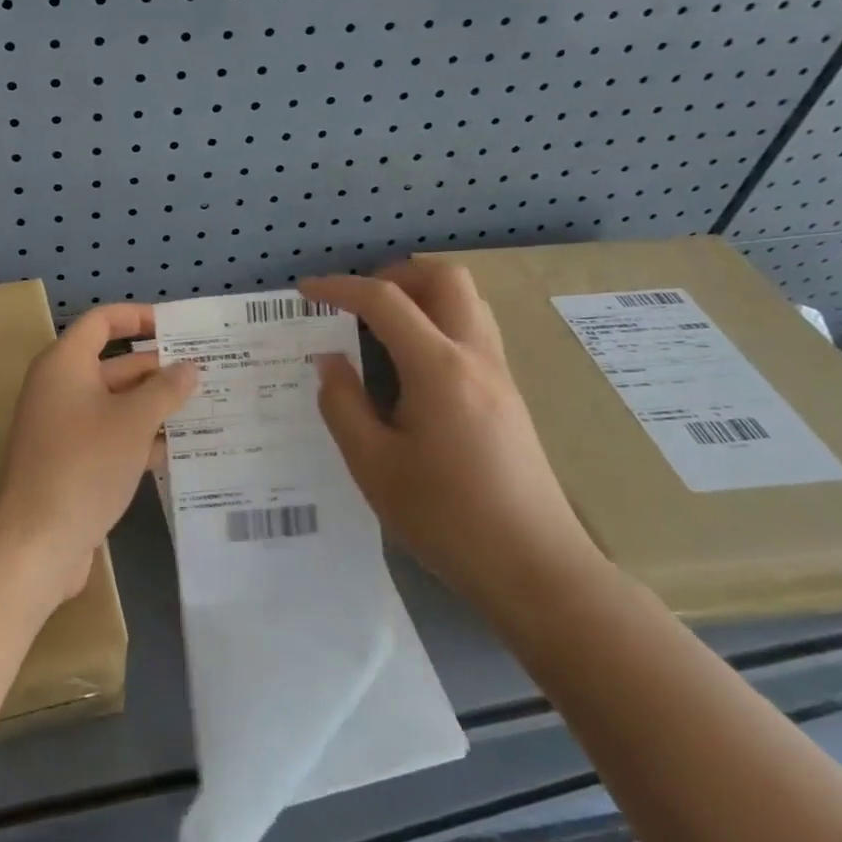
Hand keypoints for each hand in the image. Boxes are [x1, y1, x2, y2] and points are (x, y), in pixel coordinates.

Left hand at [0, 304, 197, 610]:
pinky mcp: (73, 460)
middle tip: (208, 371)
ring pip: (118, 403)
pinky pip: (112, 435)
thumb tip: (189, 368)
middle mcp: (62, 388)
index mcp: (65, 364)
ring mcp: (66, 427)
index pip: (102, 321)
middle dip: (159, 368)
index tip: (178, 326)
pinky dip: (142, 437)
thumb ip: (165, 390)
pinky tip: (181, 449)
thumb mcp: (133, 422)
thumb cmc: (85, 465)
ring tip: (207, 407)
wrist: (38, 541)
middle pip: (115, 364)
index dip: (139, 317)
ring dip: (156, 406)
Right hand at [298, 263, 607, 618]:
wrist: (535, 567)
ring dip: (422, 294)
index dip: (340, 287)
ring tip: (381, 324)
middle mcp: (476, 357)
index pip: (385, 302)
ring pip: (467, 301)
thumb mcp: (373, 465)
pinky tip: (412, 362)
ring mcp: (500, 375)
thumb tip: (329, 361)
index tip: (306, 290)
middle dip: (395, 274)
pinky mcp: (509, 396)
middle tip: (357, 299)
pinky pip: (474, 330)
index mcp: (438, 368)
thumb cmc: (445, 517)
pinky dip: (439, 320)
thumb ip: (343, 404)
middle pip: (445, 279)